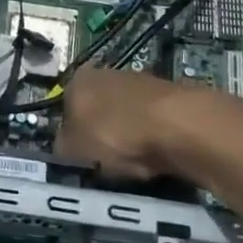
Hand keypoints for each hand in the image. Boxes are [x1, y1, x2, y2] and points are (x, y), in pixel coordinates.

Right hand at [58, 66, 242, 184]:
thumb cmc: (115, 134)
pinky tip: (158, 161)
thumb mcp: (73, 151)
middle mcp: (107, 74)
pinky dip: (154, 144)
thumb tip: (64, 149)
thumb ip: (62, 149)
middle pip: (97, 112)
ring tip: (135, 168)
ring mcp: (142, 84)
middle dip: (101, 137)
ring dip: (129, 142)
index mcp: (77, 80)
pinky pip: (154, 128)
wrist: (180, 127)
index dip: (70, 137)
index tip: (79, 161)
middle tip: (106, 166)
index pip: (65, 109)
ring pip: (127, 120)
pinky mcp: (172, 99)